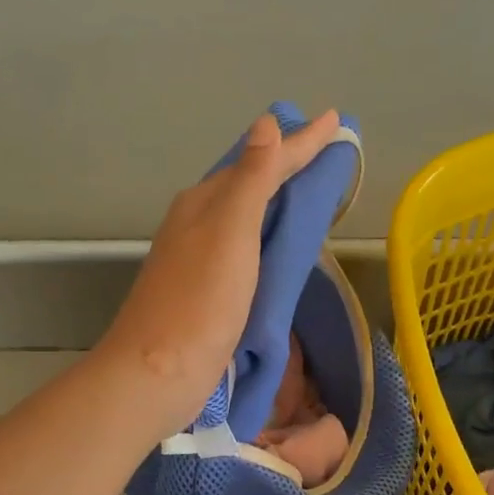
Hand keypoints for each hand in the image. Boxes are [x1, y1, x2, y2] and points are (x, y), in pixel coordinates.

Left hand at [96, 109, 342, 438]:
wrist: (157, 373)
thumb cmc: (199, 301)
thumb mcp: (230, 232)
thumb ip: (252, 179)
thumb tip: (266, 124)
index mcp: (204, 203)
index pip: (261, 160)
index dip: (300, 142)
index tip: (335, 121)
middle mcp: (198, 223)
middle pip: (249, 183)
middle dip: (286, 163)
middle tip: (325, 149)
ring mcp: (199, 259)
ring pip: (245, 216)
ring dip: (276, 198)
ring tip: (310, 189)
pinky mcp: (207, 292)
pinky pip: (245, 249)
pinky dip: (267, 236)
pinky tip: (280, 245)